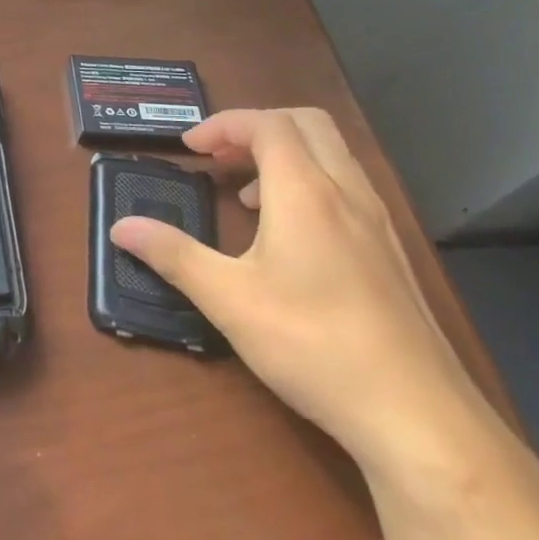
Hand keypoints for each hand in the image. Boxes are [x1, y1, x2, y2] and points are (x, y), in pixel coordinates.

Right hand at [112, 108, 480, 474]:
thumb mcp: (229, 300)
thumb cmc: (314, 345)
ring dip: (285, 155)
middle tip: (219, 158)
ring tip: (248, 196)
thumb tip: (120, 227)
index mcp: (305, 192)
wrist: (418, 416)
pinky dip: (311, 183)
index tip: (190, 148)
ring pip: (332, 154)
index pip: (266, 124)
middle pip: (306, 123)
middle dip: (256, 127)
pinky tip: (291, 236)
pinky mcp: (392, 252)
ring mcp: (378, 221)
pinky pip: (348, 187)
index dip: (224, 124)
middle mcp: (347, 192)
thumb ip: (173, 255)